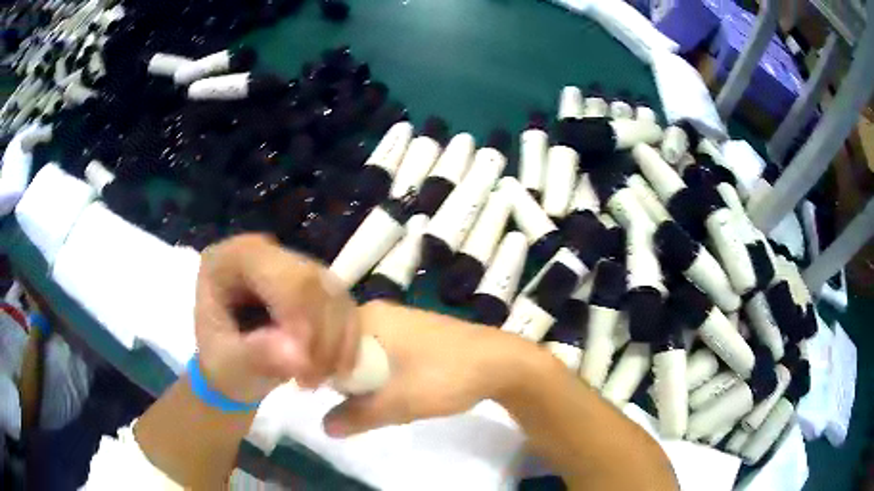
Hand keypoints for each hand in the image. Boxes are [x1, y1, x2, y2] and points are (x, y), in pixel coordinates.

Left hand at [195, 234, 359, 403]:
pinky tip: (332, 370)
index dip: (299, 317)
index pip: (278, 273)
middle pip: (312, 281)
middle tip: (310, 381)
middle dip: (320, 337)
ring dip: (336, 344)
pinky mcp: (318, 285)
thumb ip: (256, 358)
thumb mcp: (227, 366)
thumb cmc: (221, 364)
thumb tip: (299, 358)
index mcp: (232, 259)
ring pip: (335, 295)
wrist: (234, 369)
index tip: (303, 367)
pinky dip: (347, 344)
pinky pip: (346, 310)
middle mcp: (266, 252)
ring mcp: (295, 265)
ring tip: (317, 380)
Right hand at [322, 301, 545, 436]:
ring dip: (370, 381)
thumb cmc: (445, 376)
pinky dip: (387, 376)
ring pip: (366, 355)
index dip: (323, 373)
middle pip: (344, 350)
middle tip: (363, 404)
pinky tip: (402, 391)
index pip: (324, 342)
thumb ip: (357, 416)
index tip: (328, 399)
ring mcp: (400, 321)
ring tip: (385, 401)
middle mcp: (379, 312)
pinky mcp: (417, 334)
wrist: (502, 363)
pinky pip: (386, 355)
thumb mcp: (398, 402)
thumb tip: (324, 428)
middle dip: (350, 381)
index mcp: (368, 317)